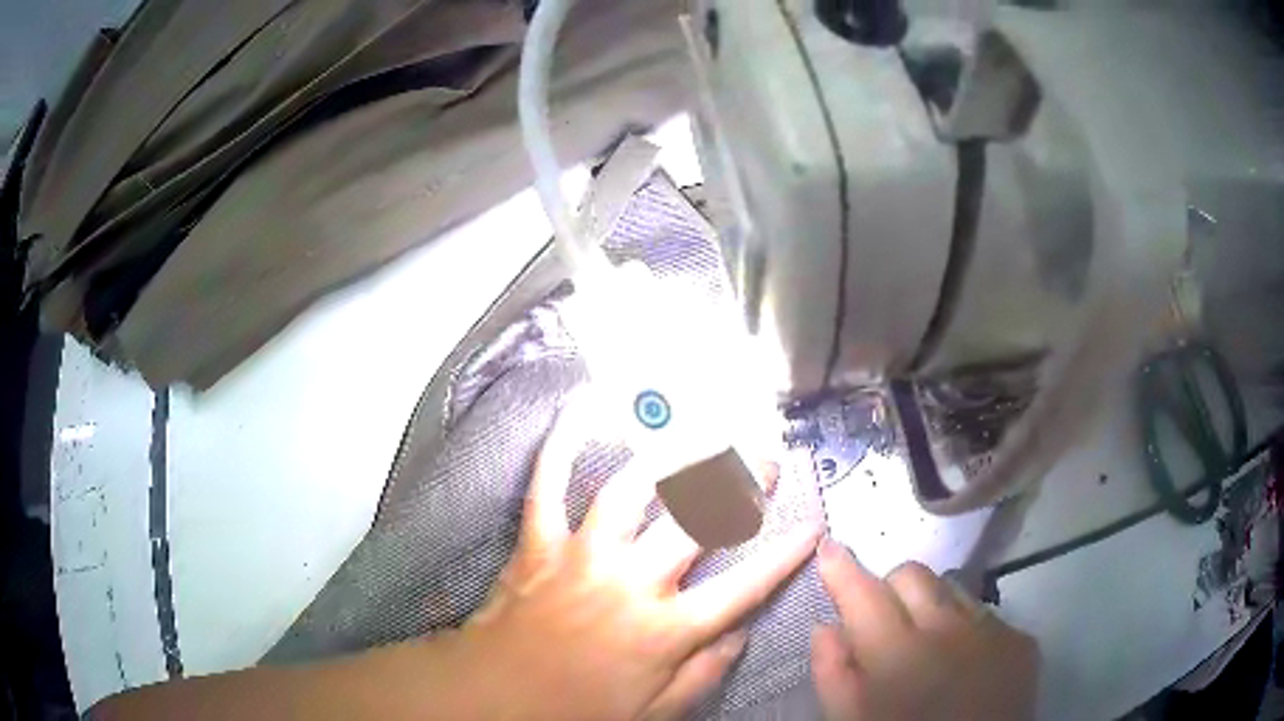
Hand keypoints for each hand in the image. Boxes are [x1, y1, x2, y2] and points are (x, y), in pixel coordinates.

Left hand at [456, 403, 821, 719]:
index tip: (813, 524)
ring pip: (631, 490)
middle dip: (741, 484)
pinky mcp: (539, 542)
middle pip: (697, 522)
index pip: (745, 587)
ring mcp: (583, 556)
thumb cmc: (577, 711)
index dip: (785, 555)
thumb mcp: (656, 712)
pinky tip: (580, 408)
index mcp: (666, 630)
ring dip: (669, 456)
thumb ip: (705, 673)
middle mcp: (632, 583)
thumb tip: (741, 633)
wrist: (496, 699)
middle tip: (766, 456)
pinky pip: (548, 483)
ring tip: (698, 430)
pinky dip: (562, 443)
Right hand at [811, 541, 1038, 720]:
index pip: (864, 593)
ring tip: (928, 644)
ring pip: (952, 587)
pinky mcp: (1021, 640)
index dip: (842, 568)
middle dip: (890, 589)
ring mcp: (992, 630)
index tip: (828, 546)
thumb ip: (833, 674)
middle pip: (912, 574)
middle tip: (883, 623)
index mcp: (897, 654)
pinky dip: (966, 626)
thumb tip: (827, 626)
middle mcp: (949, 629)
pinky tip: (964, 661)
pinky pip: (986, 613)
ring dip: (931, 605)